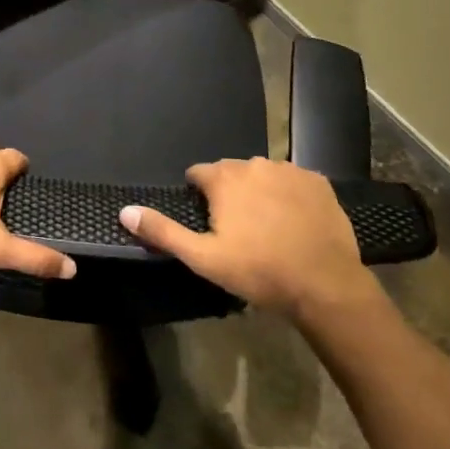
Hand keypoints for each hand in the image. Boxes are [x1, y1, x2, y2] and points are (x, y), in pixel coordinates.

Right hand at [119, 157, 384, 321]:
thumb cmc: (258, 271)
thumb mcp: (203, 258)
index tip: (208, 223)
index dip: (199, 196)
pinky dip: (289, 195)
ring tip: (267, 227)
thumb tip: (125, 210)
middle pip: (231, 173)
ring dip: (259, 192)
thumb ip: (163, 231)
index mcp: (225, 178)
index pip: (198, 173)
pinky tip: (294, 222)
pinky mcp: (318, 182)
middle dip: (229, 193)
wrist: (324, 284)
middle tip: (238, 230)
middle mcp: (255, 164)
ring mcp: (290, 170)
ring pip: (263, 175)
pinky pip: (293, 181)